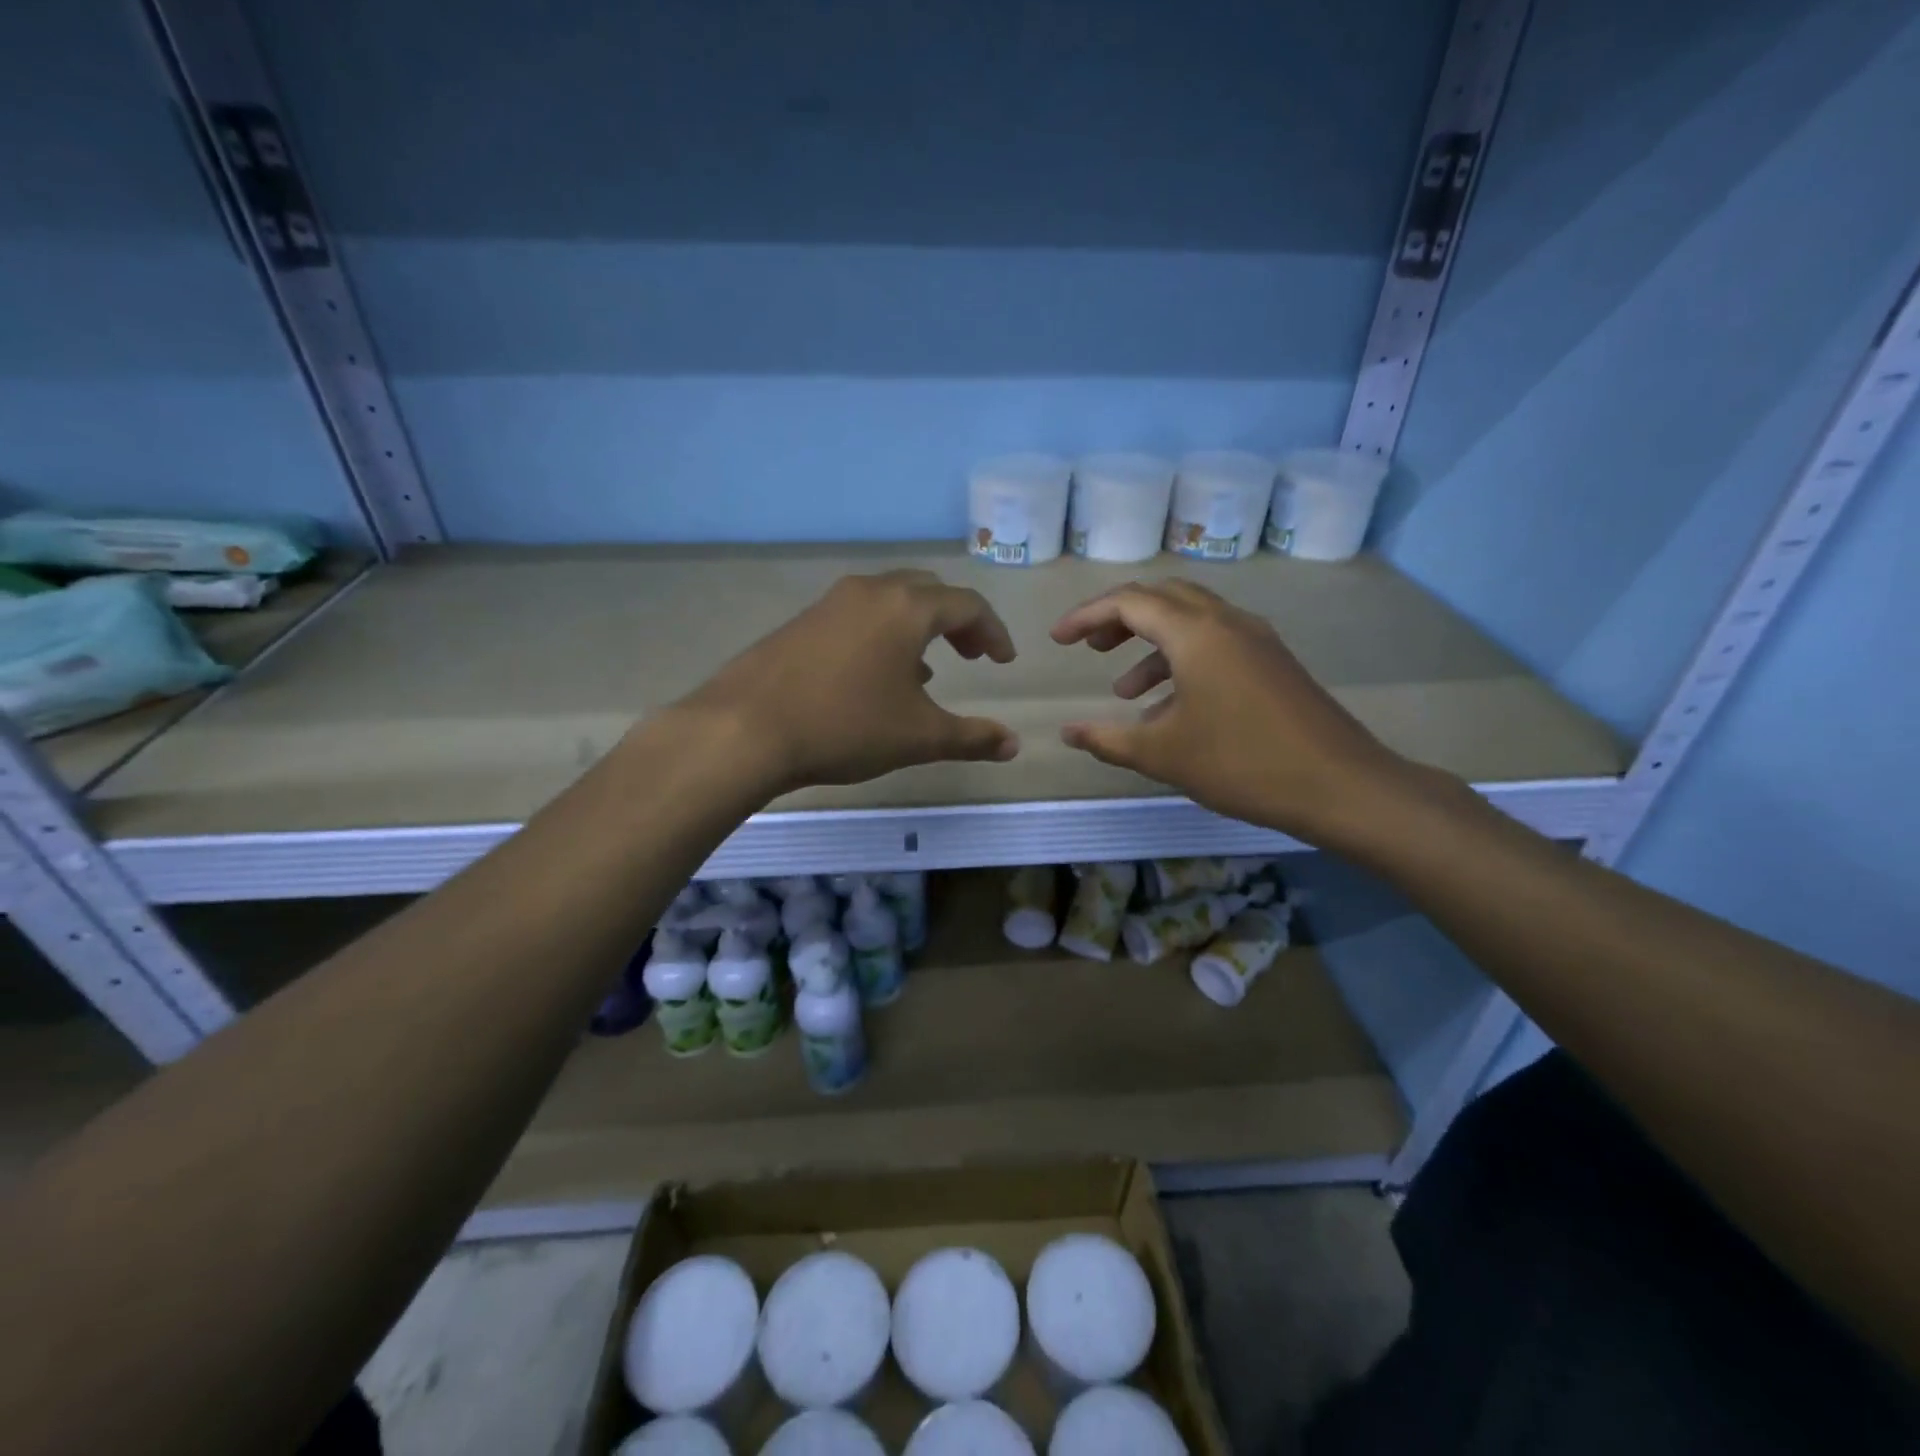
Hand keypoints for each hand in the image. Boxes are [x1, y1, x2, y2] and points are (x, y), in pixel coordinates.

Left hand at [674, 569, 1019, 793]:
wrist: (745, 730)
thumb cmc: (845, 726)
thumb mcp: (918, 737)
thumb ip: (972, 738)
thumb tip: (1013, 745)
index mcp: (907, 607)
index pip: (967, 605)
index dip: (993, 632)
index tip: (1003, 662)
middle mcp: (870, 591)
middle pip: (928, 591)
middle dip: (958, 621)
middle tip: (971, 655)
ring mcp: (830, 603)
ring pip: (890, 600)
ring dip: (918, 627)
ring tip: (928, 673)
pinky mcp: (801, 621)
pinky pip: (858, 615)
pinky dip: (883, 634)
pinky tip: (875, 677)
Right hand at [1050, 579, 1414, 844]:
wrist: (1341, 785)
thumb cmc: (1242, 764)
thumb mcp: (1163, 754)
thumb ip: (1108, 739)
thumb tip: (1067, 732)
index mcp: (1196, 633)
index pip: (1129, 602)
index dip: (1086, 616)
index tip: (1057, 640)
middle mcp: (1227, 622)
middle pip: (1162, 597)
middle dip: (1118, 618)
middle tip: (1089, 647)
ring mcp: (1256, 639)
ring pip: (1191, 620)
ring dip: (1150, 643)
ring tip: (1122, 688)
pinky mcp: (1273, 662)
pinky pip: (1215, 643)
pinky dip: (1182, 660)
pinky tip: (1170, 707)